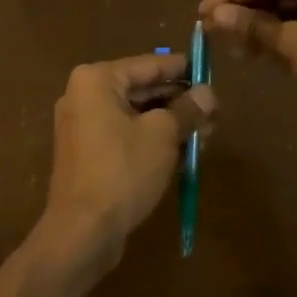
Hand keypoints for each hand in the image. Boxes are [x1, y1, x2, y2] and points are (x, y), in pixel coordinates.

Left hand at [42, 53, 215, 269]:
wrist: (82, 232)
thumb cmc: (122, 170)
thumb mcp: (163, 135)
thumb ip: (187, 109)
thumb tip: (208, 94)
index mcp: (97, 80)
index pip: (149, 64)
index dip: (182, 68)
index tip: (209, 70)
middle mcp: (85, 96)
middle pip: (142, 90)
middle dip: (179, 101)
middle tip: (213, 110)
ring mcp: (83, 127)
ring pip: (136, 116)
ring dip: (170, 124)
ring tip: (206, 133)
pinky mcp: (88, 156)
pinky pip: (126, 137)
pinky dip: (152, 141)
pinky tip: (184, 153)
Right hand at [199, 0, 296, 117]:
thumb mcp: (296, 45)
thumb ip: (254, 27)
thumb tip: (215, 14)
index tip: (199, 14)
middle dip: (245, 14)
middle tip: (216, 36)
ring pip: (289, 10)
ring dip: (263, 29)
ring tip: (238, 52)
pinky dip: (284, 38)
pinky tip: (267, 56)